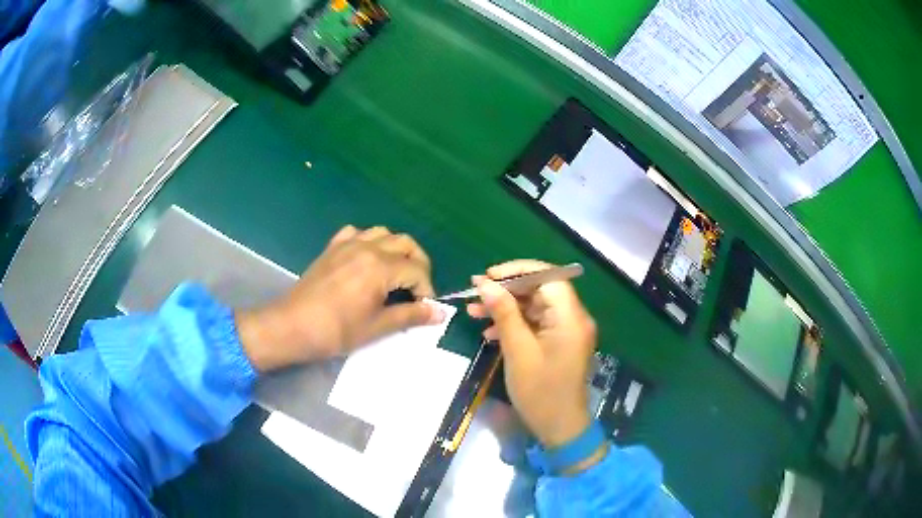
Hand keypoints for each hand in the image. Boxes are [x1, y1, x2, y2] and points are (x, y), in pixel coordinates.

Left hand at [236, 226, 444, 371]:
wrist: (292, 326)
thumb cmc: (337, 330)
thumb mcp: (377, 327)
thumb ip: (411, 315)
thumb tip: (440, 313)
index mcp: (380, 266)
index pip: (417, 269)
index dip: (427, 289)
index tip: (424, 308)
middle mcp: (367, 247)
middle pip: (405, 243)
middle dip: (418, 264)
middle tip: (417, 289)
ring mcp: (347, 244)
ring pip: (383, 233)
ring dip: (396, 249)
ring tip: (395, 273)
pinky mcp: (332, 247)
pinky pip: (357, 233)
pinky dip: (369, 241)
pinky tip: (366, 259)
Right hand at [467, 261, 596, 451]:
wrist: (560, 427)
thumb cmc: (540, 392)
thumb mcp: (518, 351)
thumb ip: (504, 313)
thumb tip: (486, 284)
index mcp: (570, 316)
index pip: (548, 276)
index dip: (517, 270)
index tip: (488, 276)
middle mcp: (573, 317)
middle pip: (540, 289)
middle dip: (506, 290)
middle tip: (475, 293)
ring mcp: (566, 331)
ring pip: (534, 306)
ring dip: (506, 307)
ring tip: (473, 311)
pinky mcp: (559, 342)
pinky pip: (536, 323)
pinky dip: (514, 324)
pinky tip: (489, 332)